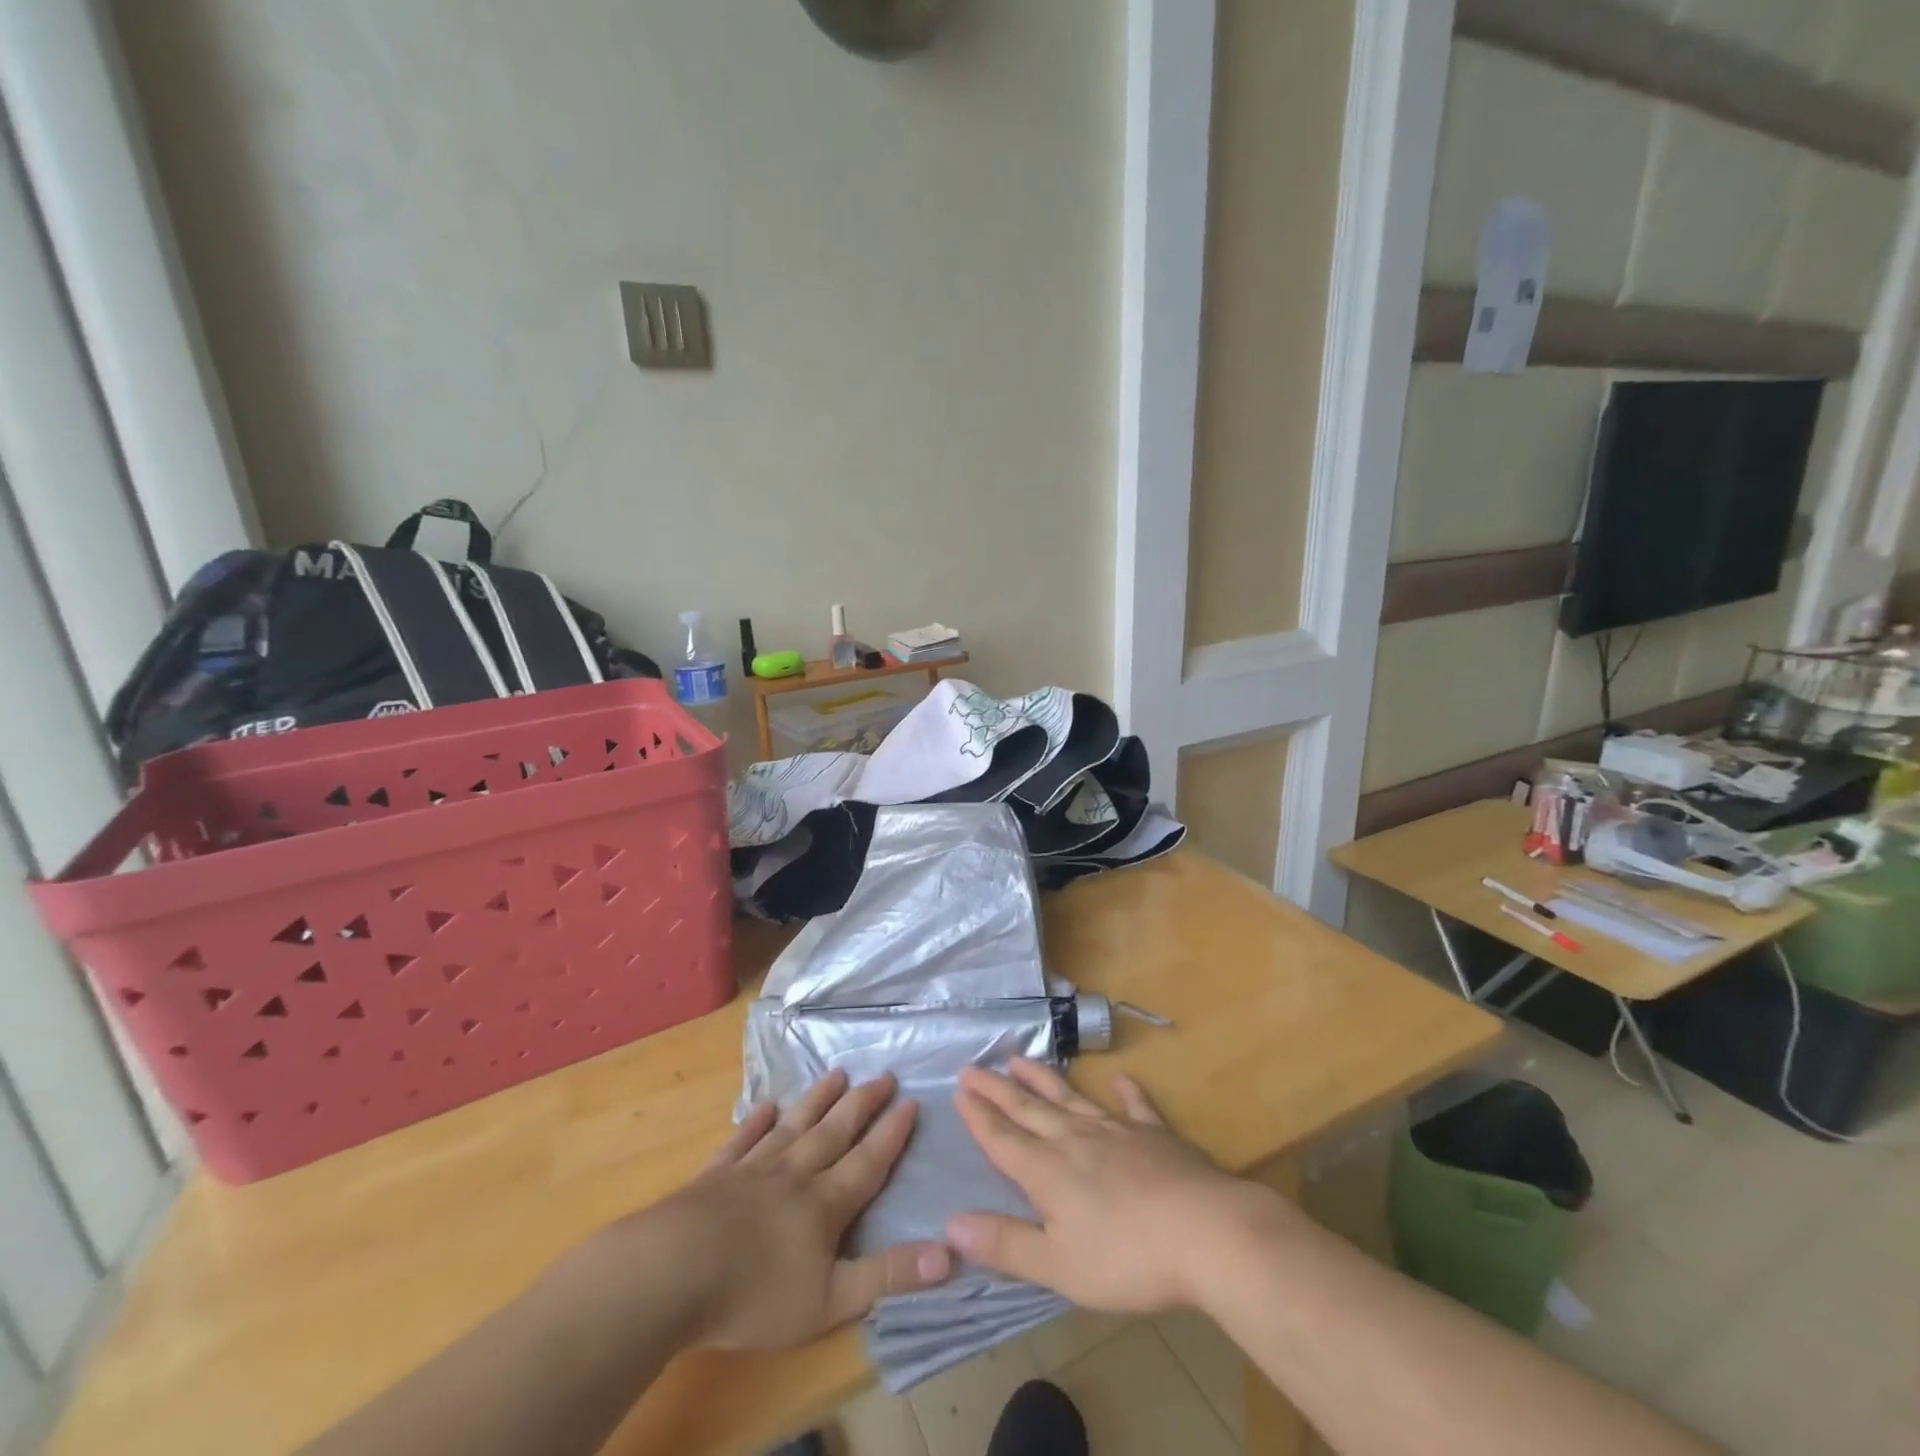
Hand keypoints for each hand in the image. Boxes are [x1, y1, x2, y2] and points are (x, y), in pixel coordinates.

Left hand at [570, 1071, 951, 1349]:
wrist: (672, 1272)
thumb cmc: (755, 1294)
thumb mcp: (830, 1300)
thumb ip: (888, 1275)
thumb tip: (950, 1254)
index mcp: (824, 1203)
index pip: (868, 1161)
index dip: (892, 1133)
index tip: (911, 1101)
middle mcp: (794, 1173)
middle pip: (835, 1131)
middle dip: (862, 1103)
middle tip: (882, 1074)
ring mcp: (752, 1169)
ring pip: (794, 1126)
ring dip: (817, 1100)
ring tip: (836, 1073)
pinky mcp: (714, 1176)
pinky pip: (741, 1141)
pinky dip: (755, 1123)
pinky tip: (764, 1107)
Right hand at [947, 1059, 1288, 1313]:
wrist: (1207, 1232)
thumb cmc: (1128, 1258)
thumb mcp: (1059, 1265)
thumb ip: (1005, 1244)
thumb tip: (952, 1223)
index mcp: (1048, 1172)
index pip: (1003, 1138)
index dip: (979, 1116)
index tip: (959, 1090)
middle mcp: (1076, 1140)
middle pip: (1029, 1110)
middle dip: (998, 1090)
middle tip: (973, 1066)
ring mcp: (1117, 1133)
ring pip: (1071, 1099)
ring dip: (1043, 1080)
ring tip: (1019, 1060)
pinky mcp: (1156, 1136)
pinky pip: (1135, 1108)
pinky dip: (1126, 1093)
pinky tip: (1120, 1080)